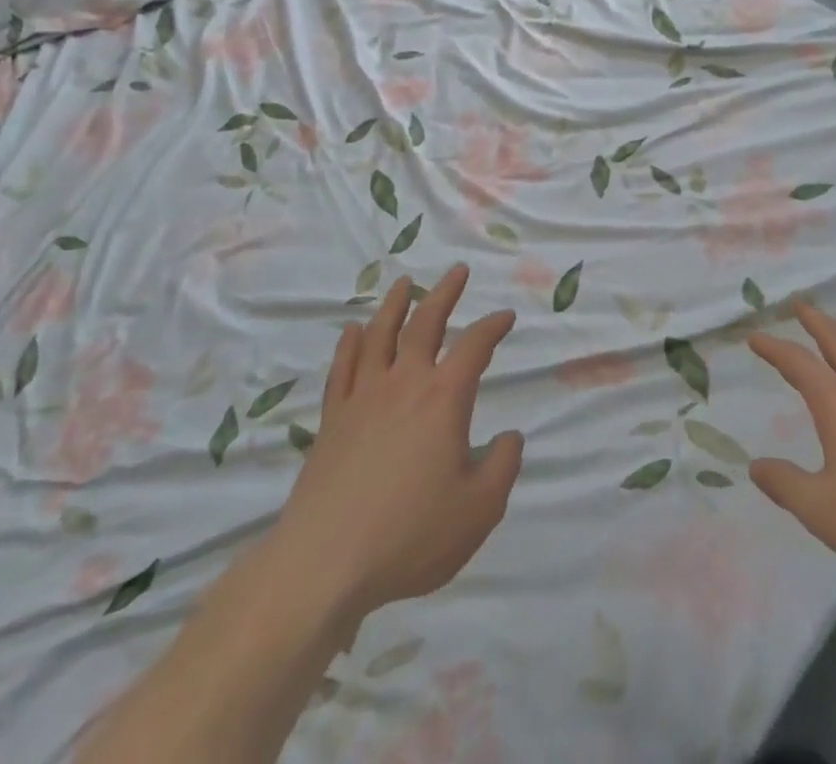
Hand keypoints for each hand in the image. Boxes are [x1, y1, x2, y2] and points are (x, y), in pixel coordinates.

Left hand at [272, 265, 522, 620]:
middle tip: (458, 271)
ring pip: (380, 335)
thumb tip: (511, 436)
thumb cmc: (410, 535)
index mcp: (444, 398)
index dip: (493, 326)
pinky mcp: (332, 419)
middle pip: (426, 323)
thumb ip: (503, 466)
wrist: (324, 564)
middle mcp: (404, 384)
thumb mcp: (479, 509)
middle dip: (445, 293)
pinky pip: (342, 369)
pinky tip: (352, 331)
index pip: (475, 346)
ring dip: (395, 305)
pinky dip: (349, 345)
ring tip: (403, 283)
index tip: (506, 316)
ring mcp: (363, 397)